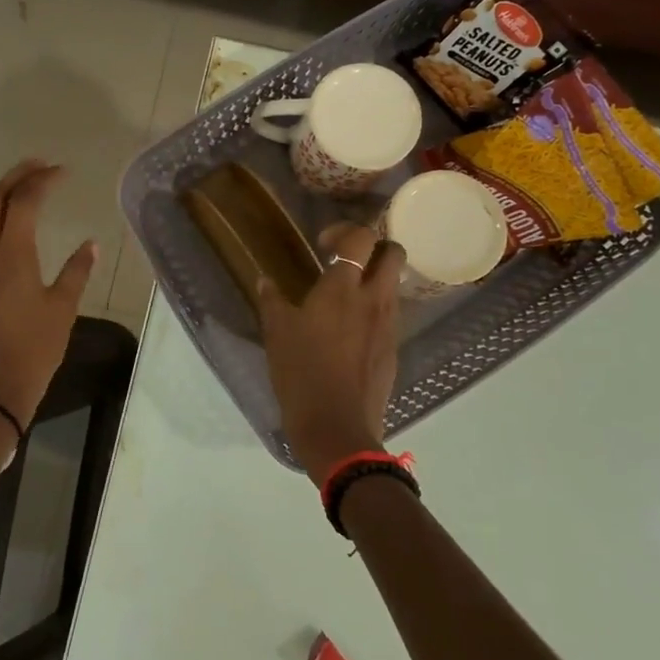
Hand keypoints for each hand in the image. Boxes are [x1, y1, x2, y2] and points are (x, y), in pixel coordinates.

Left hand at [0, 160, 97, 428]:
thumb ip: (76, 271)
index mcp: (11, 255)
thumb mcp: (62, 310)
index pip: (23, 202)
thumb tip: (91, 243)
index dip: (42, 180)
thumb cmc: (33, 351)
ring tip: (23, 188)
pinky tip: (5, 228)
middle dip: (15, 177)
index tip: (63, 171)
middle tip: (40, 166)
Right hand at [257, 223, 402, 485]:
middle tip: (347, 260)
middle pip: (393, 252)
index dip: (344, 231)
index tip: (324, 245)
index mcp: (342, 289)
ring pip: (395, 284)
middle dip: (375, 246)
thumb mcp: (277, 334)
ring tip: (347, 295)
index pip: (360, 238)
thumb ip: (272, 301)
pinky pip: (391, 314)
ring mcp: (388, 325)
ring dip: (376, 278)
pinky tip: (351, 330)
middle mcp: (373, 300)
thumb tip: (264, 280)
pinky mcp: (393, 349)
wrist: (336, 429)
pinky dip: (376, 309)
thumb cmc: (301, 374)